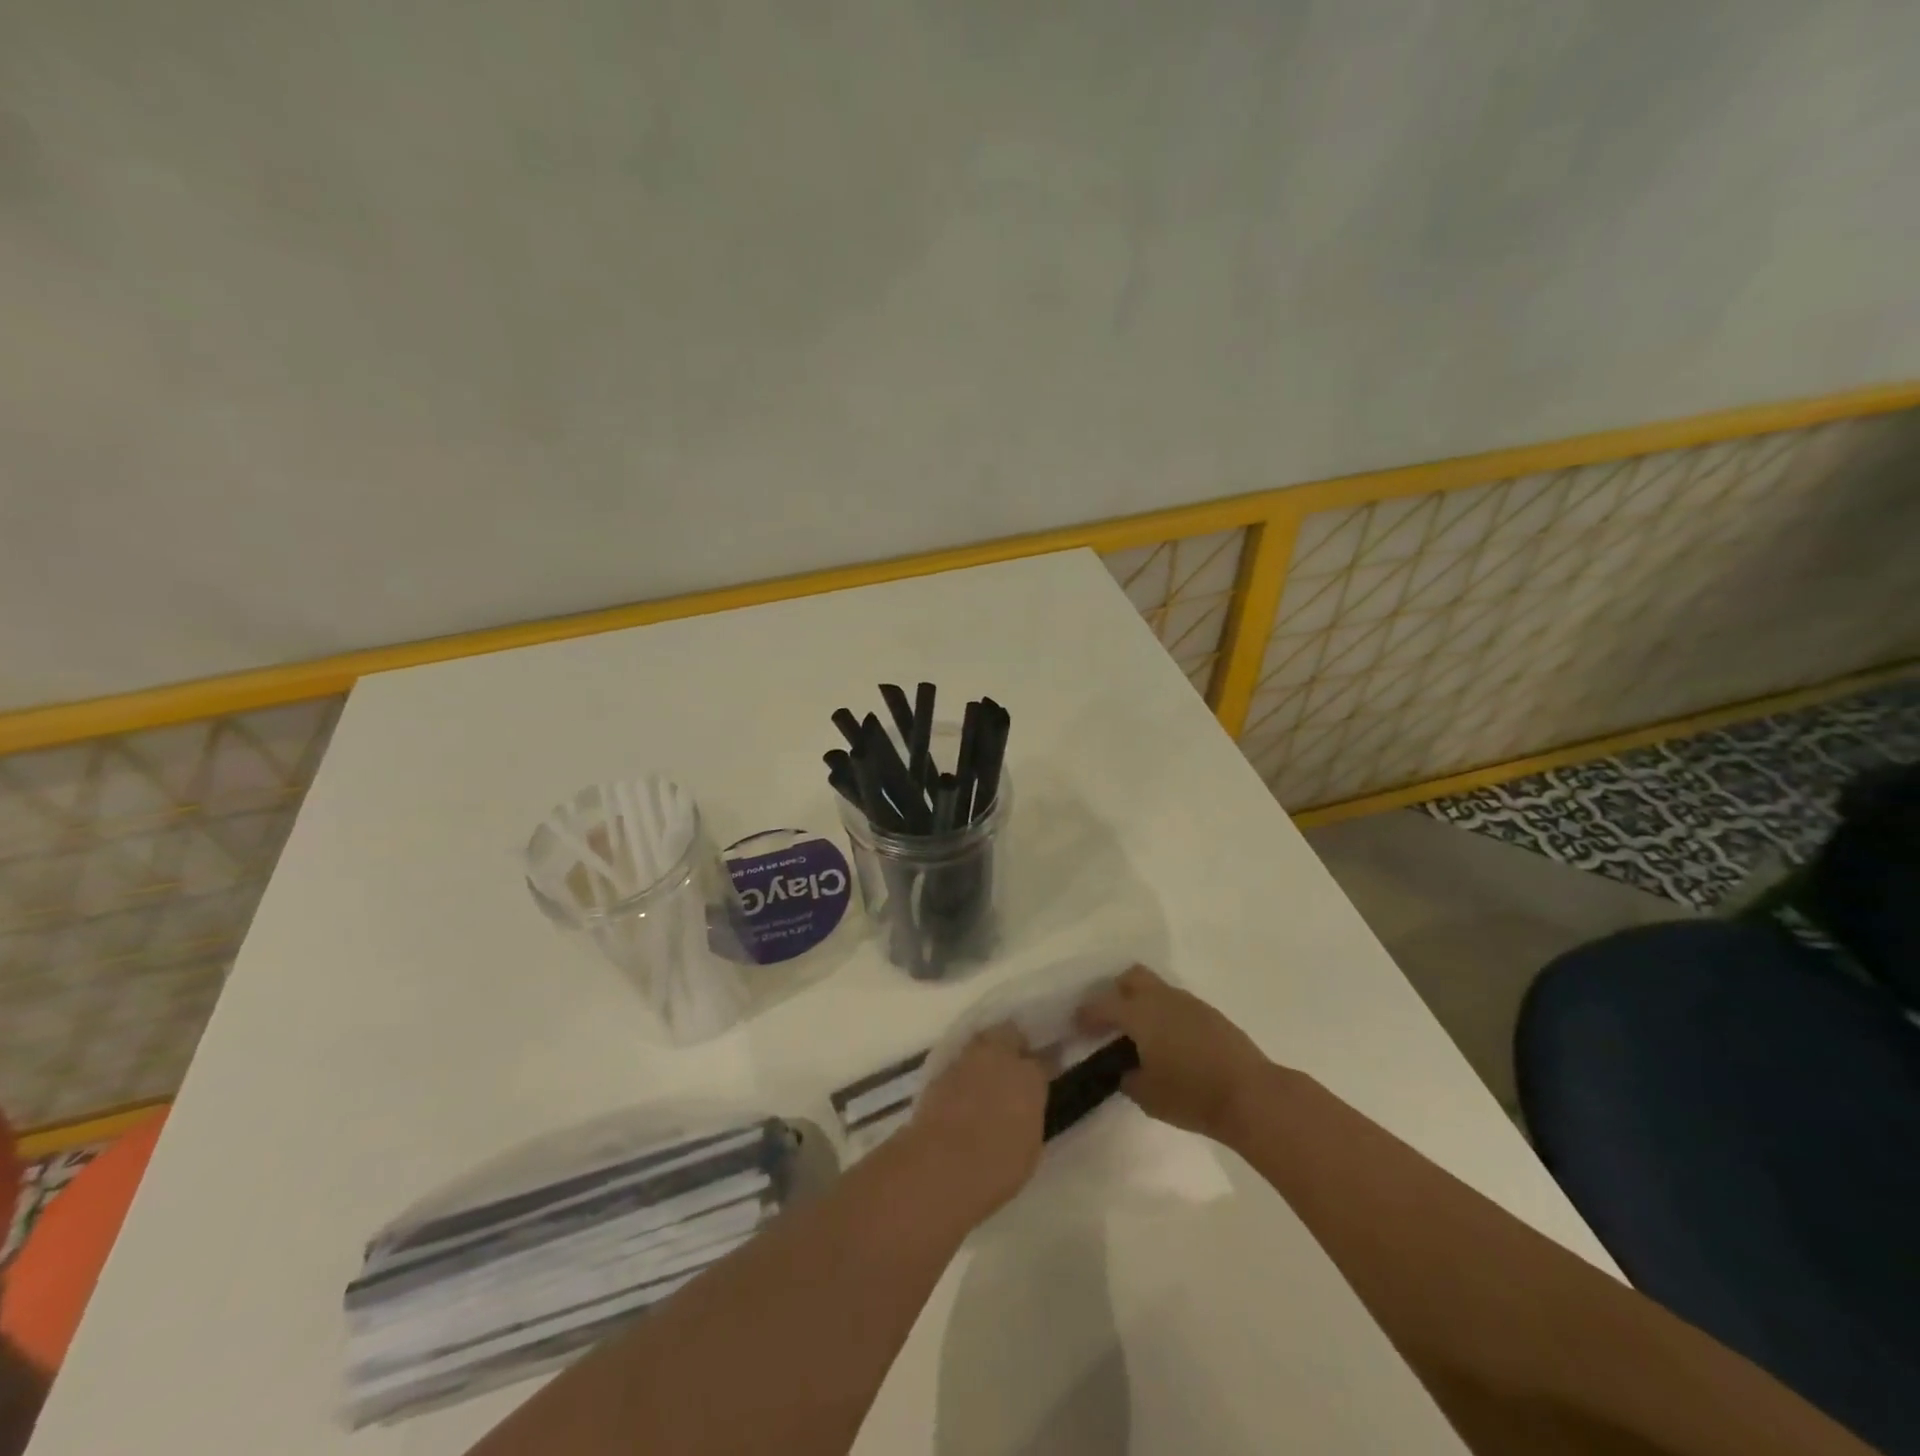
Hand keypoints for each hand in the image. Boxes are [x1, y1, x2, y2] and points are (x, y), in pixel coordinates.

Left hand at [900, 1025, 1047, 1225]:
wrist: (942, 1165)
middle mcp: (999, 1057)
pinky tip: (963, 1088)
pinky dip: (963, 1070)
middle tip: (1014, 1064)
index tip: (1044, 1073)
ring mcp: (966, 1060)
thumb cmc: (997, 1167)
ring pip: (981, 1041)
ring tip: (986, 1073)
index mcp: (1029, 1077)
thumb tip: (1024, 1107)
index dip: (1044, 1066)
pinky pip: (958, 1061)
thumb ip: (1030, 1115)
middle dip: (1013, 1043)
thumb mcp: (1030, 1146)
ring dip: (986, 1053)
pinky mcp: (940, 1071)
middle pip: (1009, 1034)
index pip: (1043, 1060)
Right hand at [1079, 965, 1270, 1140]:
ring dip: (1144, 1004)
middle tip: (1111, 1021)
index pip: (1103, 1004)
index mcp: (1140, 1013)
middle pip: (1132, 977)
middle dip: (1116, 993)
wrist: (1252, 1096)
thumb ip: (1128, 1078)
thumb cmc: (1192, 1095)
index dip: (1087, 1014)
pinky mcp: (1211, 1015)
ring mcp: (1190, 1003)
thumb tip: (1126, 1070)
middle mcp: (1162, 999)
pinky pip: (1177, 1004)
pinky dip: (1166, 1016)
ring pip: (1157, 989)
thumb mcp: (1147, 1096)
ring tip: (1141, 1035)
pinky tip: (1169, 1043)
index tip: (1078, 1026)